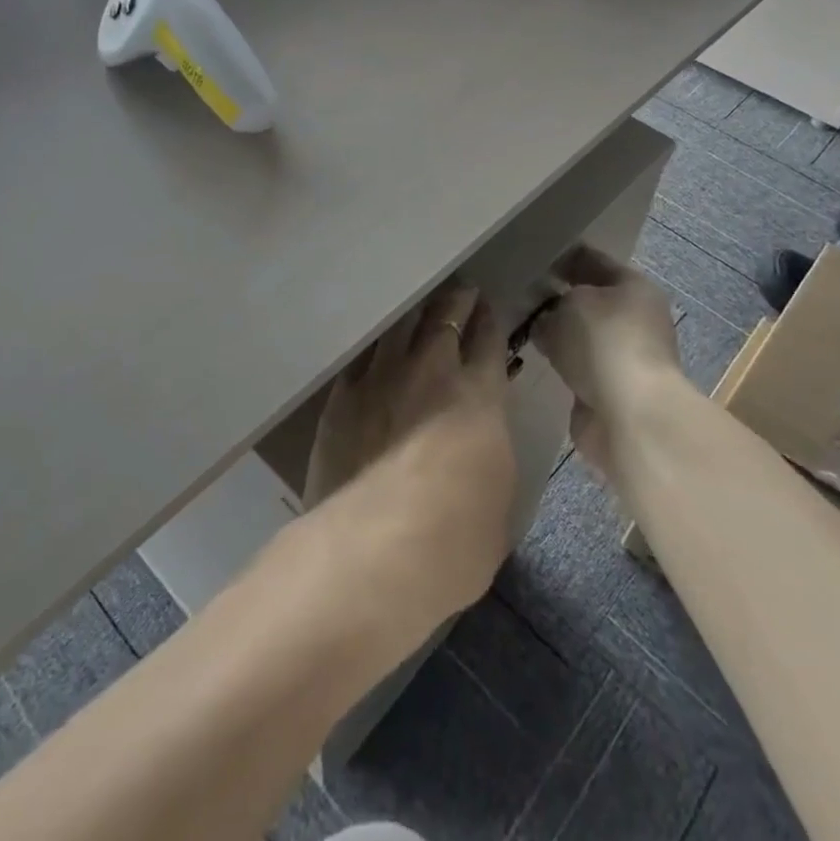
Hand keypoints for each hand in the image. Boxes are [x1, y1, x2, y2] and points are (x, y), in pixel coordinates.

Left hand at [308, 282, 517, 612]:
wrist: (378, 549)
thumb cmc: (457, 538)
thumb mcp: (499, 499)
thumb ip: (490, 455)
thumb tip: (481, 445)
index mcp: (478, 395)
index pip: (488, 340)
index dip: (490, 321)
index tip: (489, 308)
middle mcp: (430, 372)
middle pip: (444, 318)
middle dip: (455, 301)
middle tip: (460, 291)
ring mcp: (380, 380)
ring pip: (399, 328)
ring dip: (412, 316)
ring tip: (417, 309)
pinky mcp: (340, 400)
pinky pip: (359, 361)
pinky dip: (371, 353)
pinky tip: (372, 353)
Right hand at [533, 247, 684, 474]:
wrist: (629, 415)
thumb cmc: (604, 343)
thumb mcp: (569, 306)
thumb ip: (552, 306)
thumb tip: (545, 321)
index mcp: (634, 287)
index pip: (593, 261)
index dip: (562, 259)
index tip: (529, 259)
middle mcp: (635, 320)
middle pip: (589, 302)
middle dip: (557, 301)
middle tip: (518, 297)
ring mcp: (624, 358)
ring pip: (583, 338)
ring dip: (559, 337)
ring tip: (522, 329)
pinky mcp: (611, 393)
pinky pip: (578, 369)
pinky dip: (561, 367)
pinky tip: (536, 361)